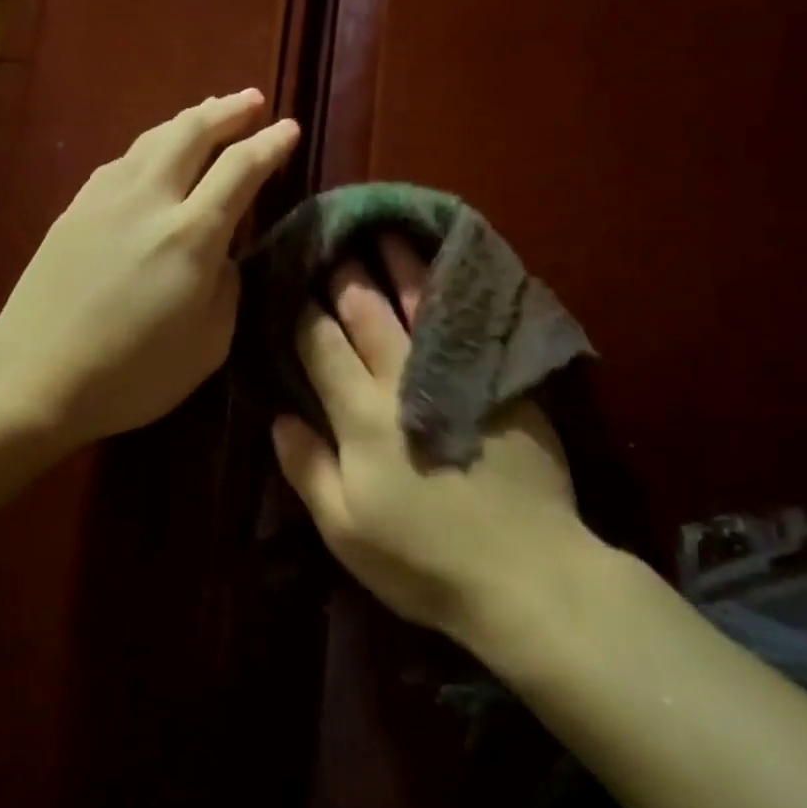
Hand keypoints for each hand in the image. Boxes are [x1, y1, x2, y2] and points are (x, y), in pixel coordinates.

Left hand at [0, 89, 298, 450]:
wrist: (32, 378)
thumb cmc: (131, 375)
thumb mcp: (208, 345)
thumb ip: (227, 289)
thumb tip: (223, 256)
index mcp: (191, 235)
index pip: (240, 168)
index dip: (270, 144)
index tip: (290, 128)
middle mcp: (149, 200)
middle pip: (192, 132)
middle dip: (227, 111)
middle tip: (252, 101)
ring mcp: (104, 199)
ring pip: (152, 138)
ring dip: (187, 120)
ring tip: (208, 112)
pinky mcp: (73, 209)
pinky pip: (122, 161)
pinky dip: (150, 146)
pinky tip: (153, 153)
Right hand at [270, 237, 607, 644]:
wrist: (528, 574)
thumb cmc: (423, 559)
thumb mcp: (345, 529)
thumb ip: (307, 468)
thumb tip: (278, 417)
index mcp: (360, 415)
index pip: (321, 346)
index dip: (302, 311)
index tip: (290, 280)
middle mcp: (403, 381)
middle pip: (369, 313)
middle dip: (347, 275)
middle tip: (334, 241)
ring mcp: (457, 374)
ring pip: (422, 305)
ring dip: (401, 266)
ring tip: (387, 233)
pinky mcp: (501, 381)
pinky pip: (471, 323)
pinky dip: (456, 291)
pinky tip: (451, 272)